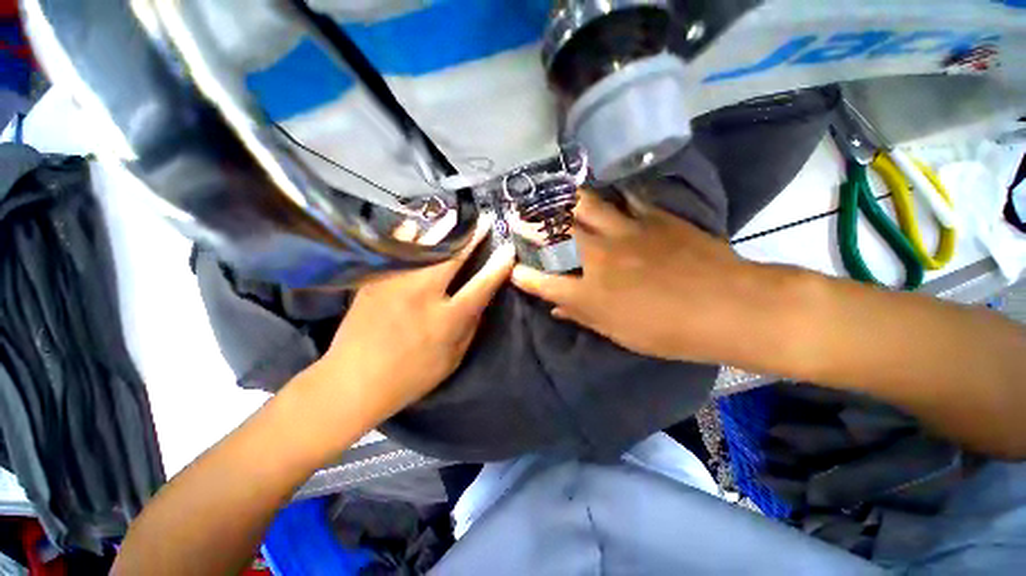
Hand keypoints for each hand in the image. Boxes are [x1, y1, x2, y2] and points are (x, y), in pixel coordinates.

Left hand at [319, 218, 514, 420]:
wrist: (353, 381)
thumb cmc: (411, 375)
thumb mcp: (452, 358)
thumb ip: (470, 326)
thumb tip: (481, 299)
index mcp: (447, 319)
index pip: (481, 285)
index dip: (498, 266)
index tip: (508, 250)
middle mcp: (423, 294)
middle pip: (454, 257)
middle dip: (474, 236)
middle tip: (486, 220)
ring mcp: (395, 283)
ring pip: (425, 246)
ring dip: (444, 229)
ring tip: (456, 215)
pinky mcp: (375, 280)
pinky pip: (395, 250)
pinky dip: (407, 236)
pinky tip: (415, 225)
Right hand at [512, 190, 756, 363]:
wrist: (728, 307)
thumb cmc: (669, 331)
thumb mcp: (619, 333)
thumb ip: (583, 316)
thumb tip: (557, 308)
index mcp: (590, 293)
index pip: (543, 282)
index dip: (523, 276)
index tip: (513, 269)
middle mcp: (599, 258)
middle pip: (556, 232)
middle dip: (530, 223)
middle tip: (518, 214)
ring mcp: (625, 232)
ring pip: (584, 205)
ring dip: (563, 199)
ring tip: (551, 194)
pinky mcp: (653, 217)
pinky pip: (625, 198)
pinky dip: (612, 195)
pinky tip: (606, 193)